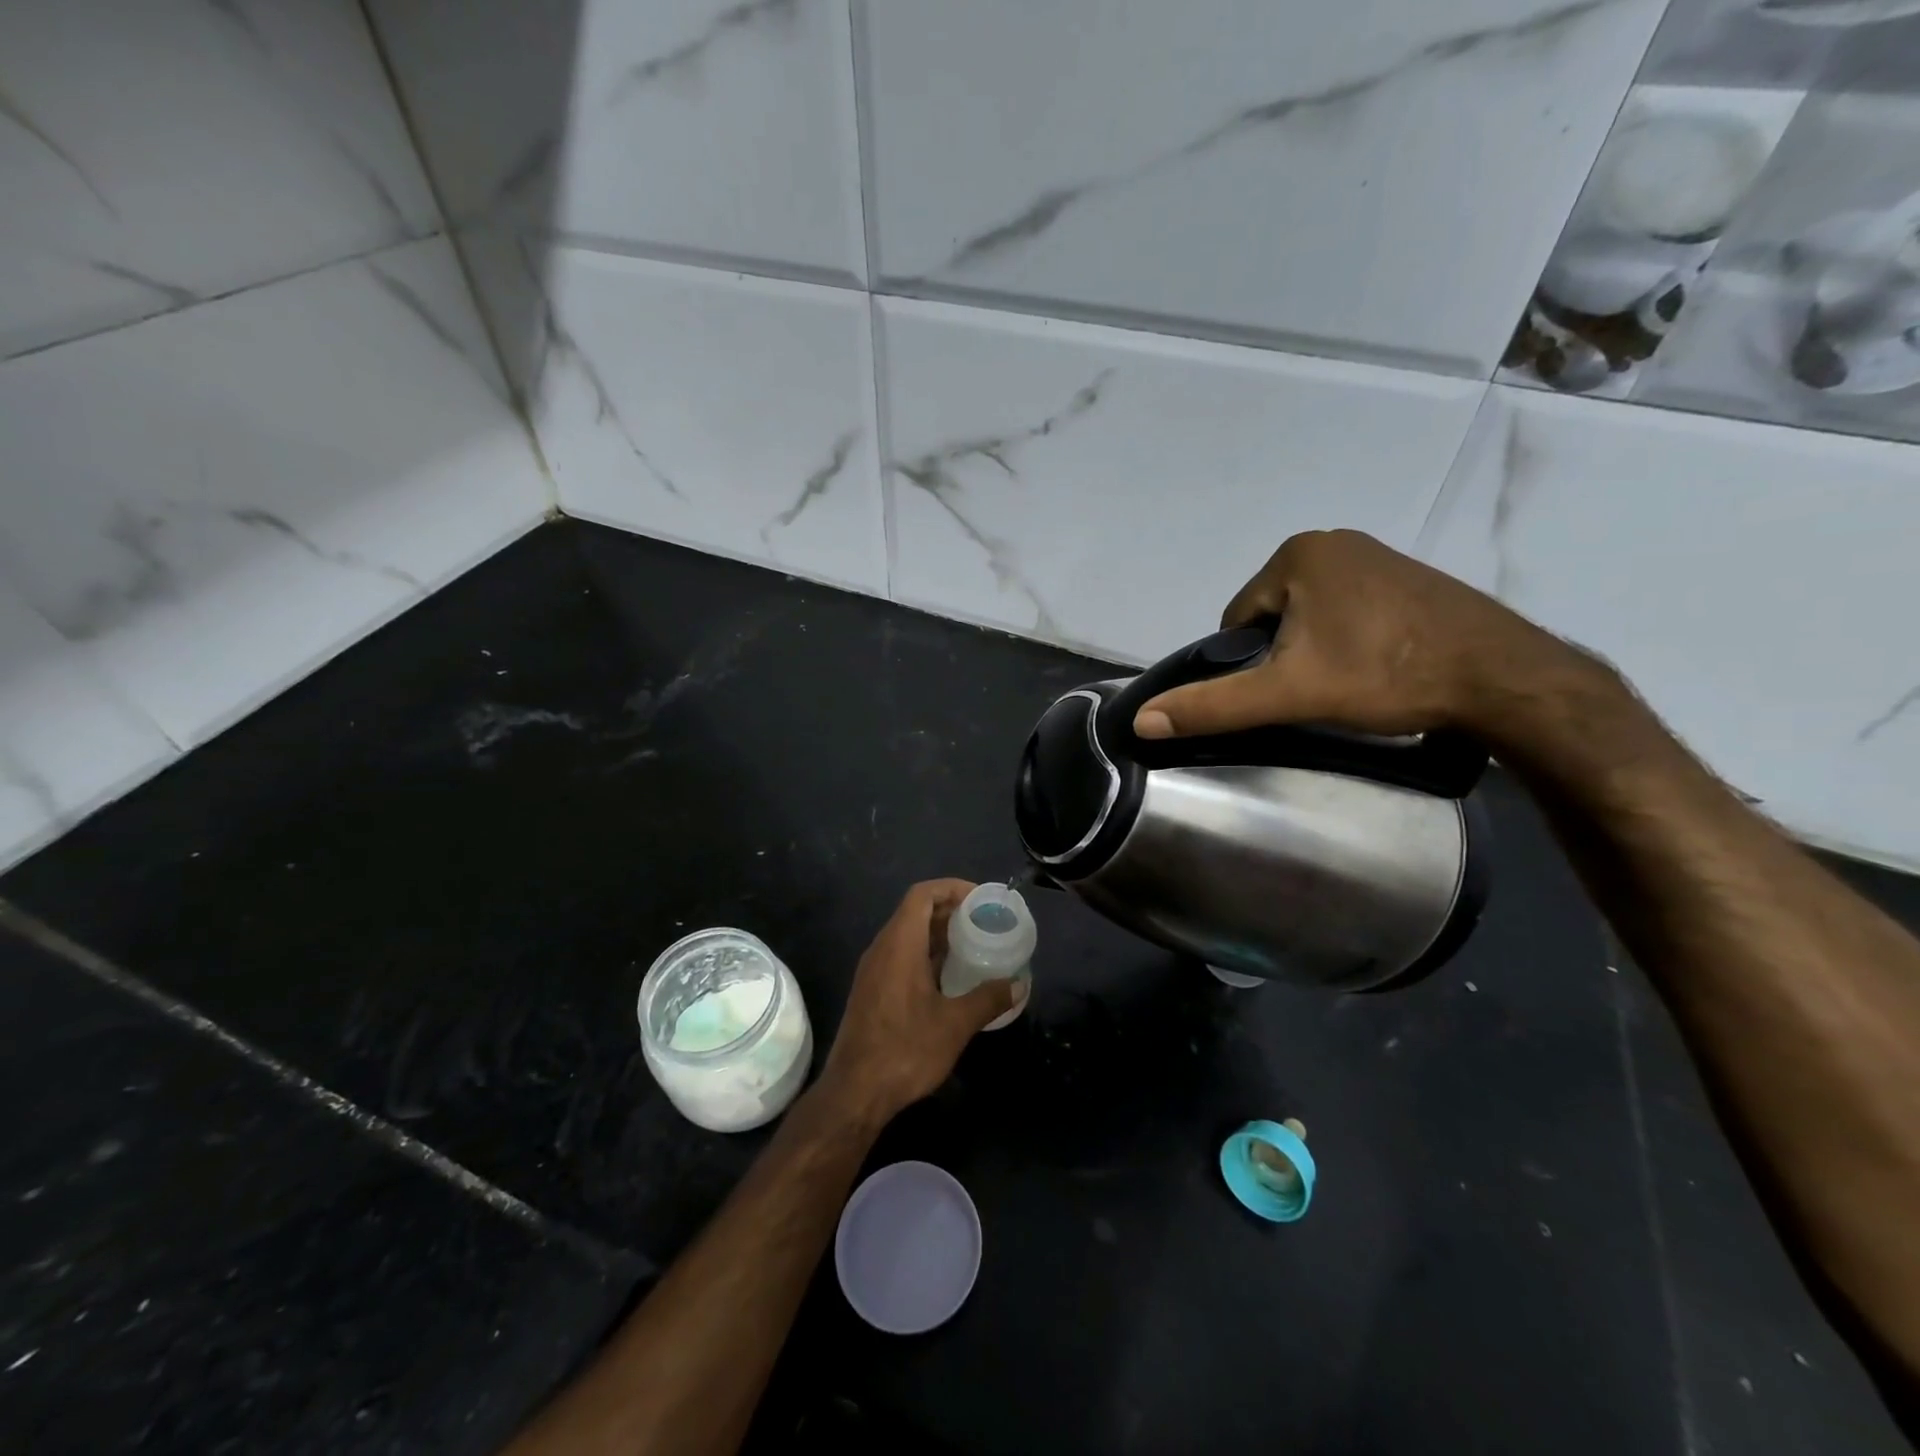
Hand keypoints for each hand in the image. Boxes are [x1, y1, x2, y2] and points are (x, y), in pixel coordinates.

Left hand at [819, 879, 1021, 1122]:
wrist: (854, 1092)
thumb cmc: (905, 1050)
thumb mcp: (955, 1024)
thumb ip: (988, 998)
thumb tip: (1018, 984)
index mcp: (899, 944)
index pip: (922, 895)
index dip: (951, 888)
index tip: (980, 899)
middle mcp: (882, 949)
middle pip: (914, 912)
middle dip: (949, 910)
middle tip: (984, 923)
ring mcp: (873, 970)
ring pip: (907, 935)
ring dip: (938, 934)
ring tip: (973, 946)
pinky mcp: (871, 991)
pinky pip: (900, 956)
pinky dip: (926, 954)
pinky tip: (949, 978)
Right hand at [1133, 530, 1584, 740]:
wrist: (1502, 677)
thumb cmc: (1384, 674)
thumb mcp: (1287, 693)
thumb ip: (1213, 705)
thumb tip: (1142, 722)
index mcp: (1297, 553)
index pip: (1237, 618)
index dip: (1249, 663)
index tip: (1283, 691)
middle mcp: (1333, 541)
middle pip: (1273, 615)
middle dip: (1284, 655)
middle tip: (1316, 692)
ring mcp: (1376, 555)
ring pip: (1311, 615)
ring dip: (1315, 649)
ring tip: (1348, 684)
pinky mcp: (1408, 577)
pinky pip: (1349, 610)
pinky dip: (1349, 639)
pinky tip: (1375, 668)